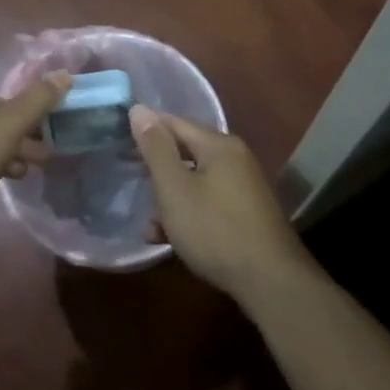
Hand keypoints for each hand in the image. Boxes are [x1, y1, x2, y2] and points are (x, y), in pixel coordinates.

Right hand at [129, 107, 313, 305]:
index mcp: (219, 145)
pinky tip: (169, 239)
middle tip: (132, 183)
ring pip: (196, 182)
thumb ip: (155, 148)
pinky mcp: (247, 214)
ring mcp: (244, 187)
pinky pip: (209, 203)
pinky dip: (188, 214)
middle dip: (157, 170)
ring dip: (170, 199)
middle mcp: (236, 158)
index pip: (175, 122)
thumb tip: (139, 109)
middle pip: (186, 152)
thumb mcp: (174, 188)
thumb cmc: (214, 229)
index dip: (146, 129)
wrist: (269, 281)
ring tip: (149, 225)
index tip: (120, 142)